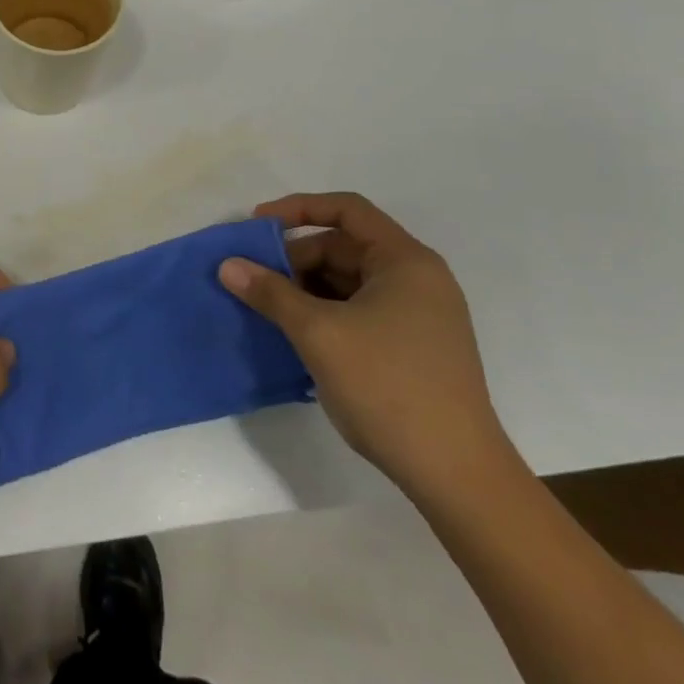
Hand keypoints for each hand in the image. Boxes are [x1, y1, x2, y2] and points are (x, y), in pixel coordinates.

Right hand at [219, 192, 511, 500]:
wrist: (455, 475)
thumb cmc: (388, 386)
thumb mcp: (318, 333)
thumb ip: (270, 293)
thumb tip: (228, 266)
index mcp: (405, 261)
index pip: (346, 209)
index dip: (298, 208)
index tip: (256, 225)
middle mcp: (417, 279)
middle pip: (344, 247)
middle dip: (296, 259)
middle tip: (255, 281)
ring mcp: (418, 316)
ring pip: (349, 282)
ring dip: (306, 289)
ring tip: (269, 310)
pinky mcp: (413, 347)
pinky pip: (358, 311)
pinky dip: (325, 314)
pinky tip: (297, 336)